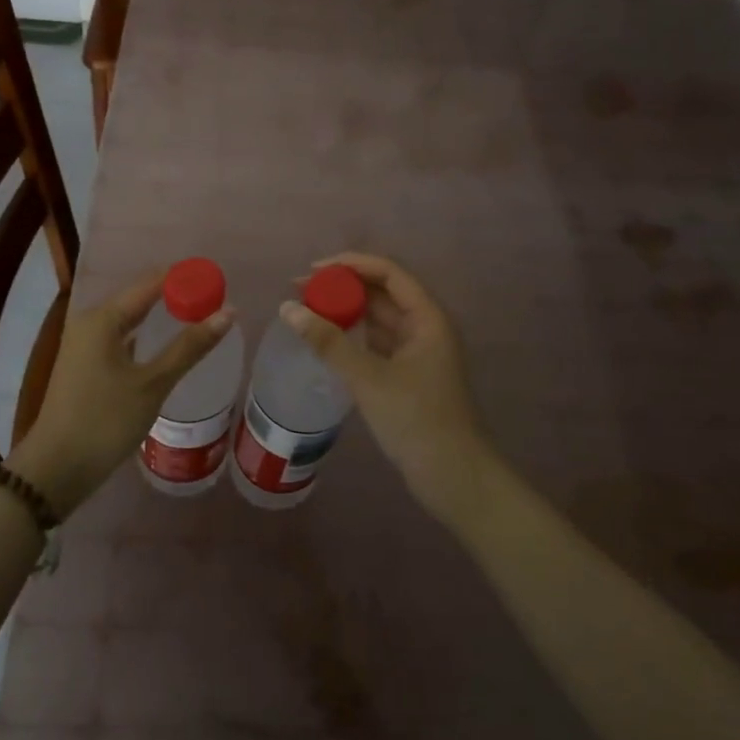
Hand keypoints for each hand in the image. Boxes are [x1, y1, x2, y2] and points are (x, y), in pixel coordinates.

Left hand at [8, 268, 233, 518]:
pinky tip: (164, 345)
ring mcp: (84, 344)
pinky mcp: (85, 365)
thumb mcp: (153, 384)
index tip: (217, 279)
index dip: (184, 278)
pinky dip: (145, 337)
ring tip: (197, 315)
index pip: (151, 283)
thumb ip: (190, 346)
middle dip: (175, 295)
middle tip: (214, 298)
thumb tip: (229, 312)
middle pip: (140, 298)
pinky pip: (121, 338)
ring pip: (129, 319)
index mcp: (102, 318)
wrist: (56, 469)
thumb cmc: (105, 421)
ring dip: (160, 317)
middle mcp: (90, 322)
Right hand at [280, 253, 496, 524]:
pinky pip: (376, 343)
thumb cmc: (416, 419)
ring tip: (306, 311)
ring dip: (345, 311)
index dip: (351, 264)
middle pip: (382, 293)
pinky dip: (352, 337)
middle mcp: (424, 327)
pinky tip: (326, 340)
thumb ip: (328, 342)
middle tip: (300, 291)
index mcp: (427, 318)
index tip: (312, 269)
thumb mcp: (368, 378)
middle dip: (342, 287)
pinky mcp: (407, 375)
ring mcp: (417, 352)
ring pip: (377, 319)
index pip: (388, 273)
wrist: (451, 475)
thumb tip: (288, 309)